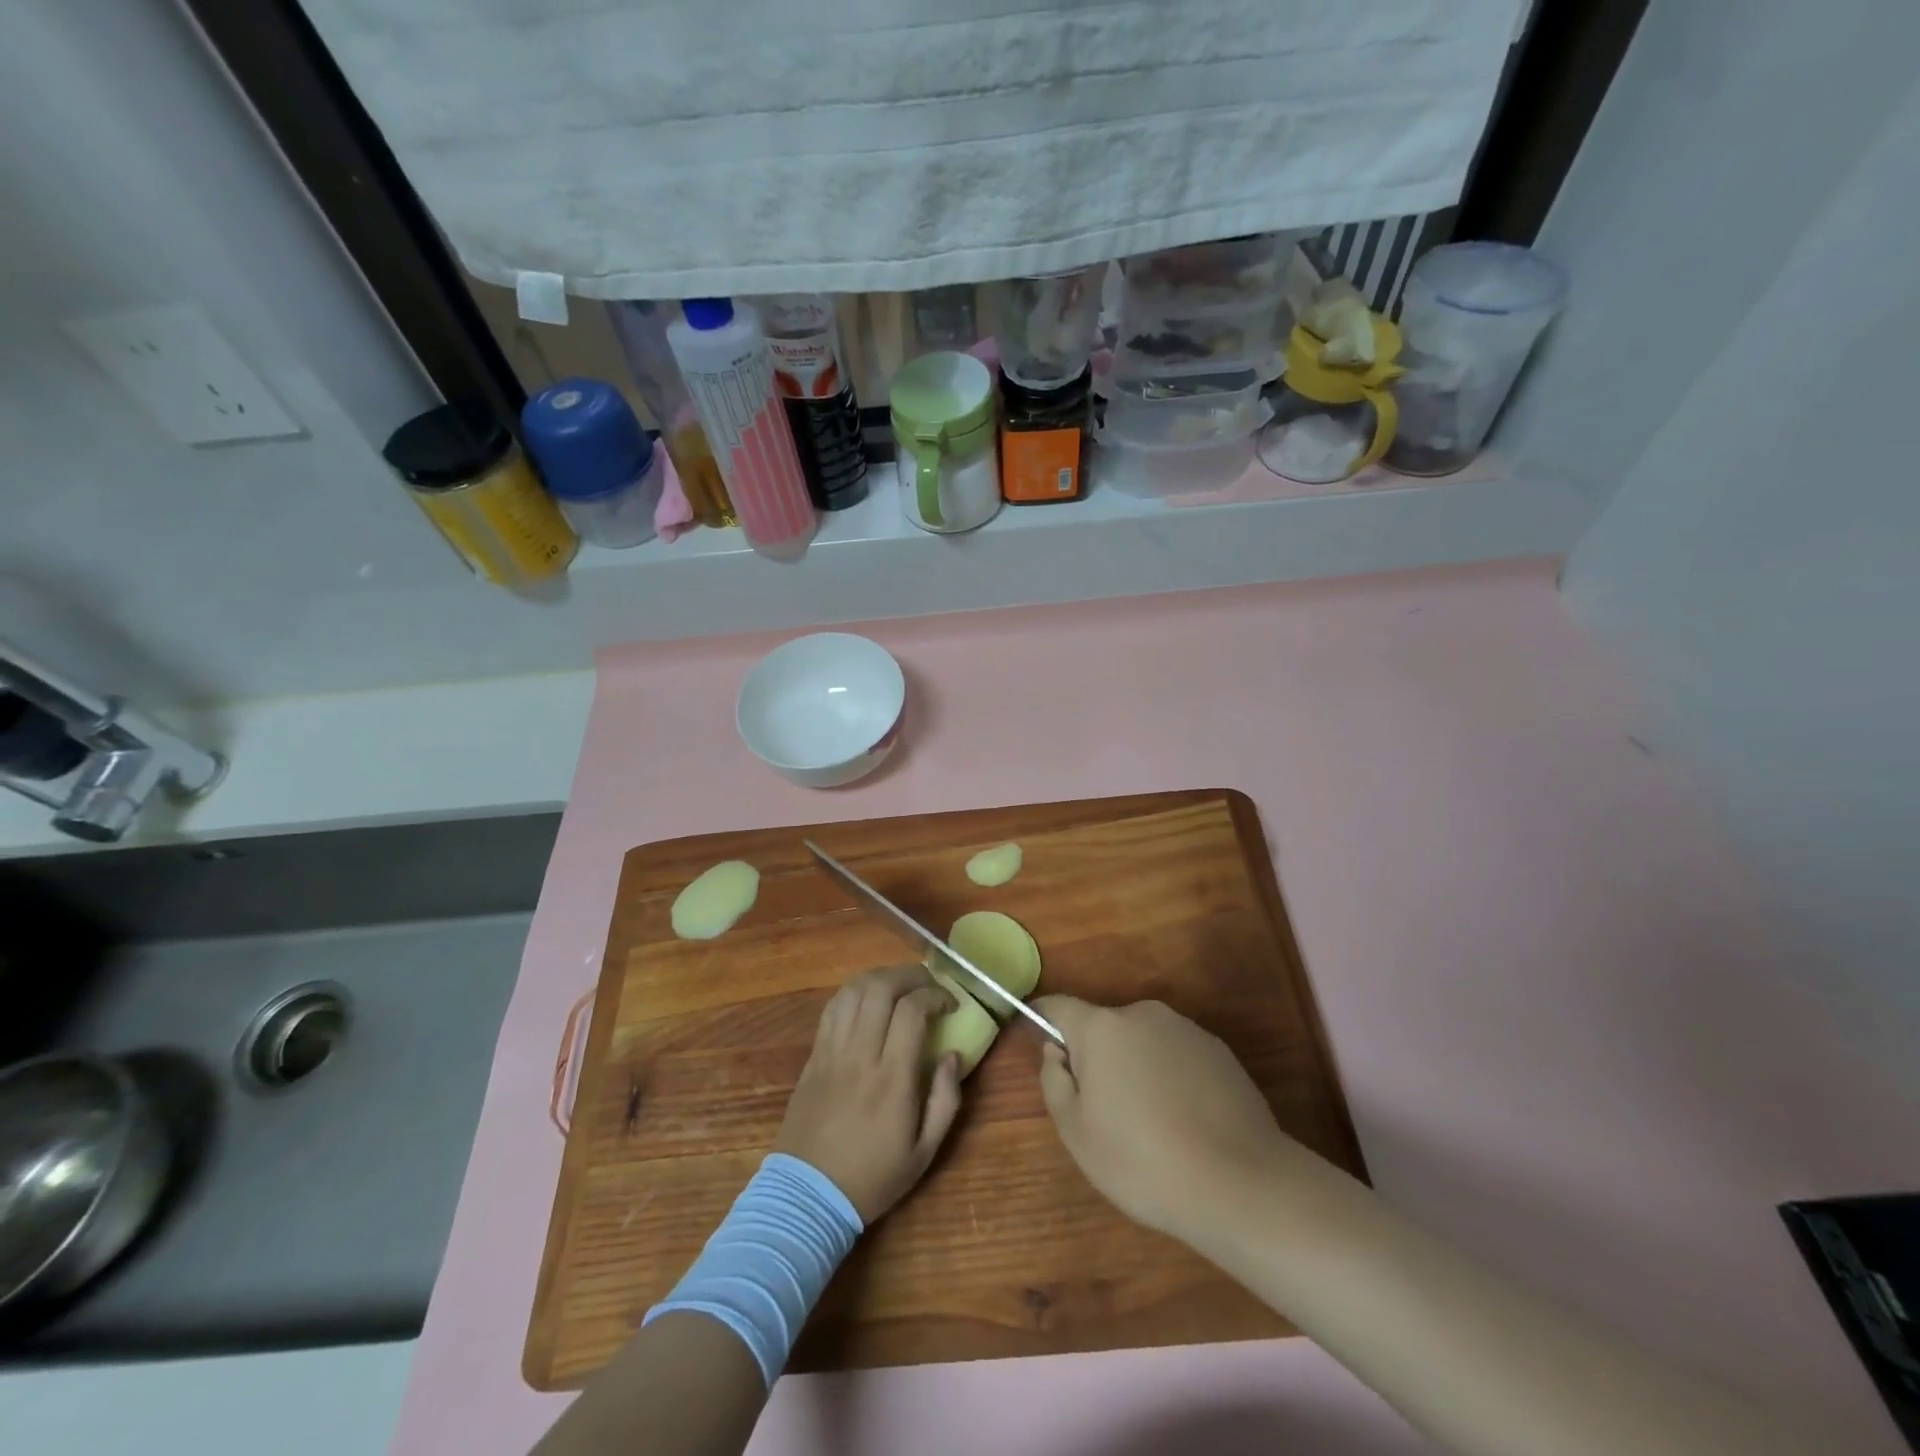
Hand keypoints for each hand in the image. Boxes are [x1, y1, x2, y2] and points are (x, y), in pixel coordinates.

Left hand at [773, 965, 963, 1223]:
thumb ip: (946, 1099)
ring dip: (881, 977)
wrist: (807, 1196)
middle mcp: (860, 1055)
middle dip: (910, 975)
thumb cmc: (872, 1177)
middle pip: (880, 988)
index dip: (935, 995)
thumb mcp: (924, 1152)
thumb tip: (953, 1055)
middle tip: (928, 985)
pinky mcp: (813, 1055)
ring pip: (853, 991)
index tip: (950, 1004)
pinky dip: (855, 992)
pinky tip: (869, 1000)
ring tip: (900, 986)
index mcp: (892, 1079)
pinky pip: (833, 1008)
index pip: (912, 1011)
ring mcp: (832, 1051)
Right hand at [1035, 995, 1291, 1246]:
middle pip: (1103, 1027)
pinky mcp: (1219, 1050)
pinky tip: (1185, 1122)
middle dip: (1096, 1056)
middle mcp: (1142, 1013)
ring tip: (1150, 1123)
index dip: (1042, 1019)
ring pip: (1142, 1041)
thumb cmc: (1143, 1161)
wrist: (1241, 1183)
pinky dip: (1170, 1077)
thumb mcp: (1076, 1134)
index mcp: (1101, 1028)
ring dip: (1135, 1067)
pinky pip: (1177, 1056)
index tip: (1036, 1040)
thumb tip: (1056, 1052)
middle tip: (1103, 1110)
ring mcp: (1185, 1029)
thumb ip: (1054, 1082)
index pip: (1058, 1006)